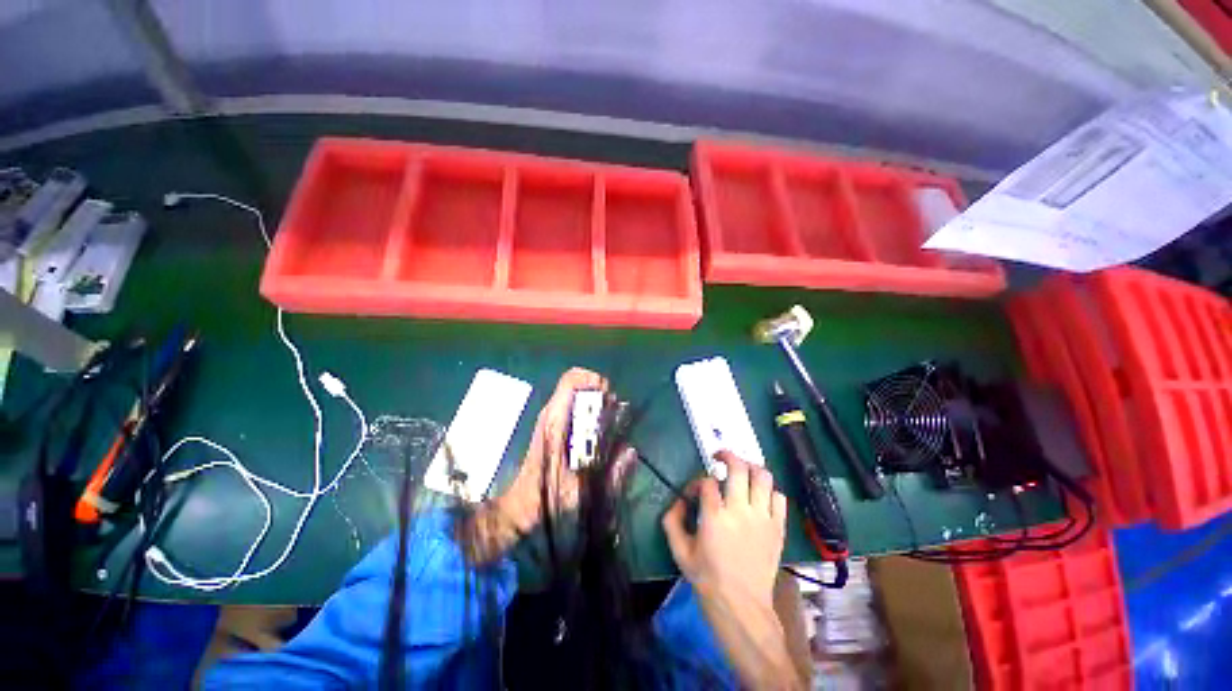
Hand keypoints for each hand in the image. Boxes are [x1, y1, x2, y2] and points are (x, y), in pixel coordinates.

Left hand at [498, 367, 607, 532]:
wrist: (521, 506)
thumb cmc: (547, 499)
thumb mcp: (580, 492)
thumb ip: (610, 476)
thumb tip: (630, 451)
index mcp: (556, 421)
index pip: (573, 379)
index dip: (595, 381)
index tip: (610, 399)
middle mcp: (554, 414)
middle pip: (581, 386)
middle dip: (602, 397)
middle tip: (615, 418)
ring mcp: (553, 420)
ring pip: (580, 397)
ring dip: (599, 407)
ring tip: (610, 428)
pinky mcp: (555, 428)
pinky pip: (577, 410)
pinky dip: (593, 416)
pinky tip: (600, 438)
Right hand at [663, 452, 802, 689]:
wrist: (742, 607)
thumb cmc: (708, 579)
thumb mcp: (680, 552)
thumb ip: (672, 521)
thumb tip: (678, 500)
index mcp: (714, 516)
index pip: (707, 480)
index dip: (698, 480)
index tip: (695, 490)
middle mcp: (740, 510)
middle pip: (738, 467)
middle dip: (727, 455)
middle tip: (720, 457)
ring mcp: (763, 518)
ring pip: (763, 476)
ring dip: (751, 468)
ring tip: (742, 471)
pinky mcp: (778, 528)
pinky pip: (779, 498)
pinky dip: (769, 491)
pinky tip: (759, 497)